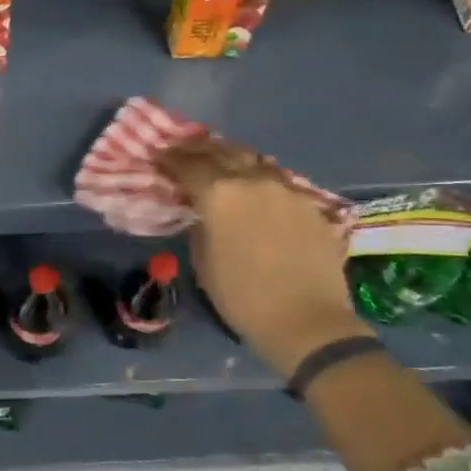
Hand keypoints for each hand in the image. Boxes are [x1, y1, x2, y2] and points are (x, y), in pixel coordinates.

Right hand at [155, 137, 370, 376]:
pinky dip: (260, 179)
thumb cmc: (242, 297)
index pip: (187, 165)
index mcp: (219, 194)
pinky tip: (256, 189)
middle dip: (199, 149)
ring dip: (233, 158)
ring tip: (220, 161)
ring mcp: (287, 189)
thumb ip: (200, 226)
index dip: (169, 160)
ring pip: (255, 161)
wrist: (307, 320)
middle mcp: (253, 181)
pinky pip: (280, 182)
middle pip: (222, 151)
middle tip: (184, 150)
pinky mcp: (311, 205)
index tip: (158, 158)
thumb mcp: (203, 260)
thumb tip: (204, 213)